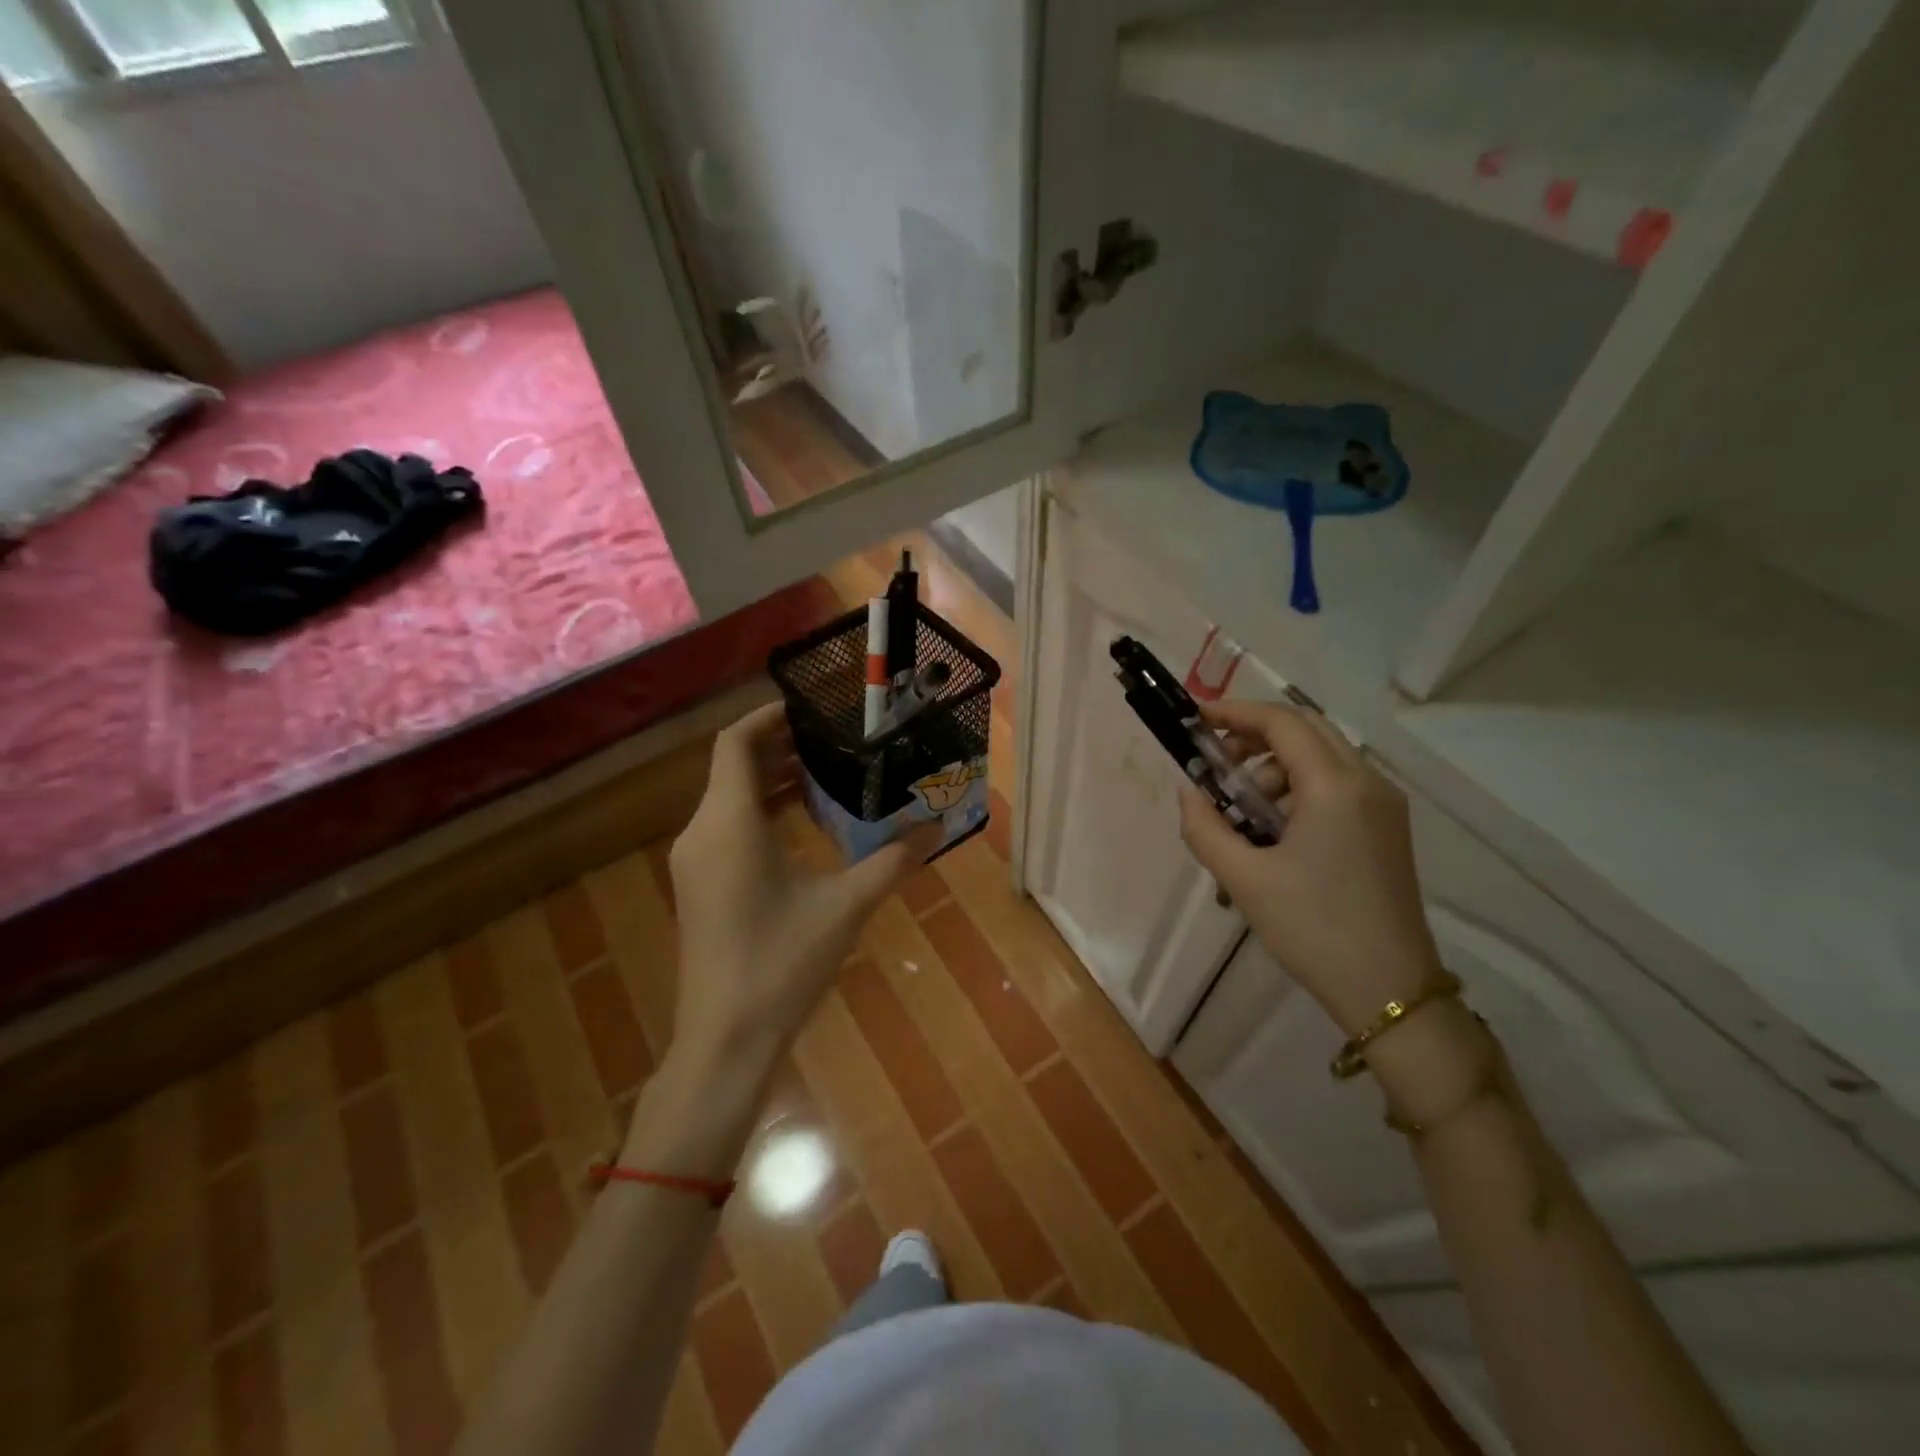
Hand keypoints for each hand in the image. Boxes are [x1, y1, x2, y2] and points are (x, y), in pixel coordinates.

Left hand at [666, 703, 941, 1074]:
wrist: (724, 1042)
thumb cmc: (781, 965)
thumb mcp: (846, 907)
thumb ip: (894, 860)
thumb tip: (939, 827)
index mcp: (728, 824)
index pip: (735, 743)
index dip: (769, 716)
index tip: (812, 707)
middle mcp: (702, 833)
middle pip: (733, 767)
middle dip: (780, 747)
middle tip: (833, 738)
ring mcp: (695, 863)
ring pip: (729, 799)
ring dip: (772, 781)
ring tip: (826, 774)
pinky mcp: (700, 887)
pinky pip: (728, 828)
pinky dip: (762, 813)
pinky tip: (803, 825)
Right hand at [1177, 700, 1443, 1035]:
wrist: (1391, 990)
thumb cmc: (1313, 929)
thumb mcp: (1243, 879)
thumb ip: (1204, 827)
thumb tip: (1188, 793)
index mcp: (1335, 786)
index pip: (1282, 722)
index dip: (1235, 713)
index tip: (1196, 720)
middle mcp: (1367, 782)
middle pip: (1306, 730)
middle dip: (1255, 736)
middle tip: (1215, 762)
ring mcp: (1383, 805)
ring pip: (1322, 757)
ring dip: (1275, 767)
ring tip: (1241, 811)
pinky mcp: (1387, 828)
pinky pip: (1337, 785)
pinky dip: (1298, 788)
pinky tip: (1273, 829)